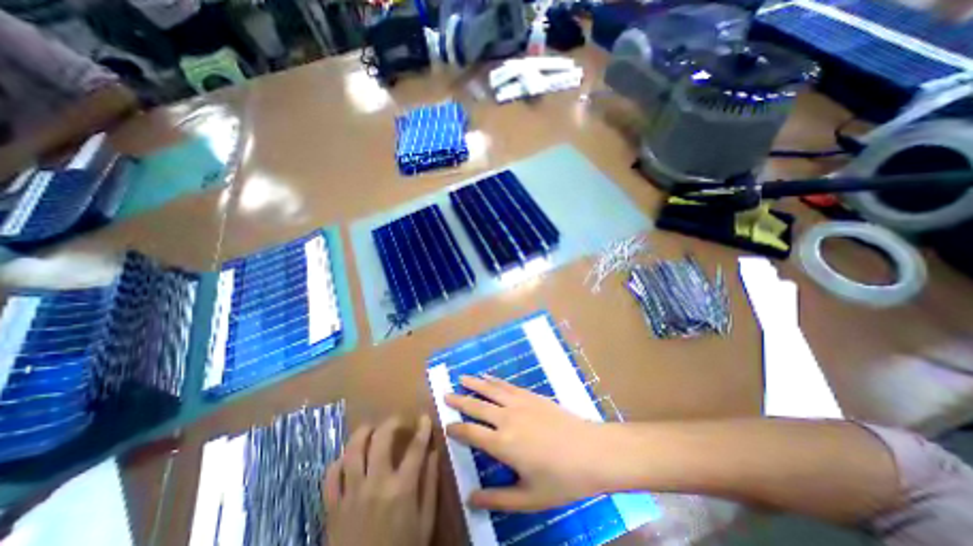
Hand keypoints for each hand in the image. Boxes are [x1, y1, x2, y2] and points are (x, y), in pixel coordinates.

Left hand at [324, 414, 438, 545]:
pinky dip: (339, 461)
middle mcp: (375, 484)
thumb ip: (430, 484)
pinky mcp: (332, 508)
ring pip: (352, 451)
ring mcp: (350, 495)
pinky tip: (348, 458)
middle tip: (398, 422)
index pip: (415, 448)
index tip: (425, 418)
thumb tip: (434, 452)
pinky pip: (330, 475)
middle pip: (380, 439)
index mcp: (401, 489)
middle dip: (391, 423)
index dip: (423, 429)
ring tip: (372, 429)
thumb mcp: (425, 523)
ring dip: (363, 433)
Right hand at [447, 376, 606, 510]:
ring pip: (490, 390)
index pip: (471, 433)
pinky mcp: (531, 395)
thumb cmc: (561, 479)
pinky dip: (494, 380)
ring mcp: (519, 403)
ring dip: (474, 384)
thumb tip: (470, 498)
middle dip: (459, 401)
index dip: (456, 429)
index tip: (446, 426)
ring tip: (461, 378)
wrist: (591, 451)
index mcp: (503, 444)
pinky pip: (507, 385)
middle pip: (477, 406)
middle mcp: (506, 419)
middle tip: (445, 395)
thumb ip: (498, 498)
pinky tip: (488, 377)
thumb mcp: (529, 498)